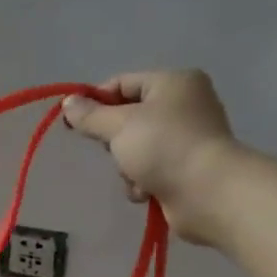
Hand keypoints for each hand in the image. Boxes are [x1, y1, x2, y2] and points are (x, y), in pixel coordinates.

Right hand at [61, 70, 242, 244]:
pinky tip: (147, 191)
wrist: (208, 193)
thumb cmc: (164, 147)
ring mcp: (187, 139)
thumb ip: (90, 115)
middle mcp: (184, 105)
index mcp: (174, 83)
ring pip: (135, 149)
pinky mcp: (186, 169)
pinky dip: (142, 182)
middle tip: (114, 151)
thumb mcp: (119, 125)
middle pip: (128, 118)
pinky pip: (150, 171)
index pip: (122, 84)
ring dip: (127, 166)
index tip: (73, 123)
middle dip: (114, 141)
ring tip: (136, 176)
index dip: (95, 101)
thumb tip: (68, 103)